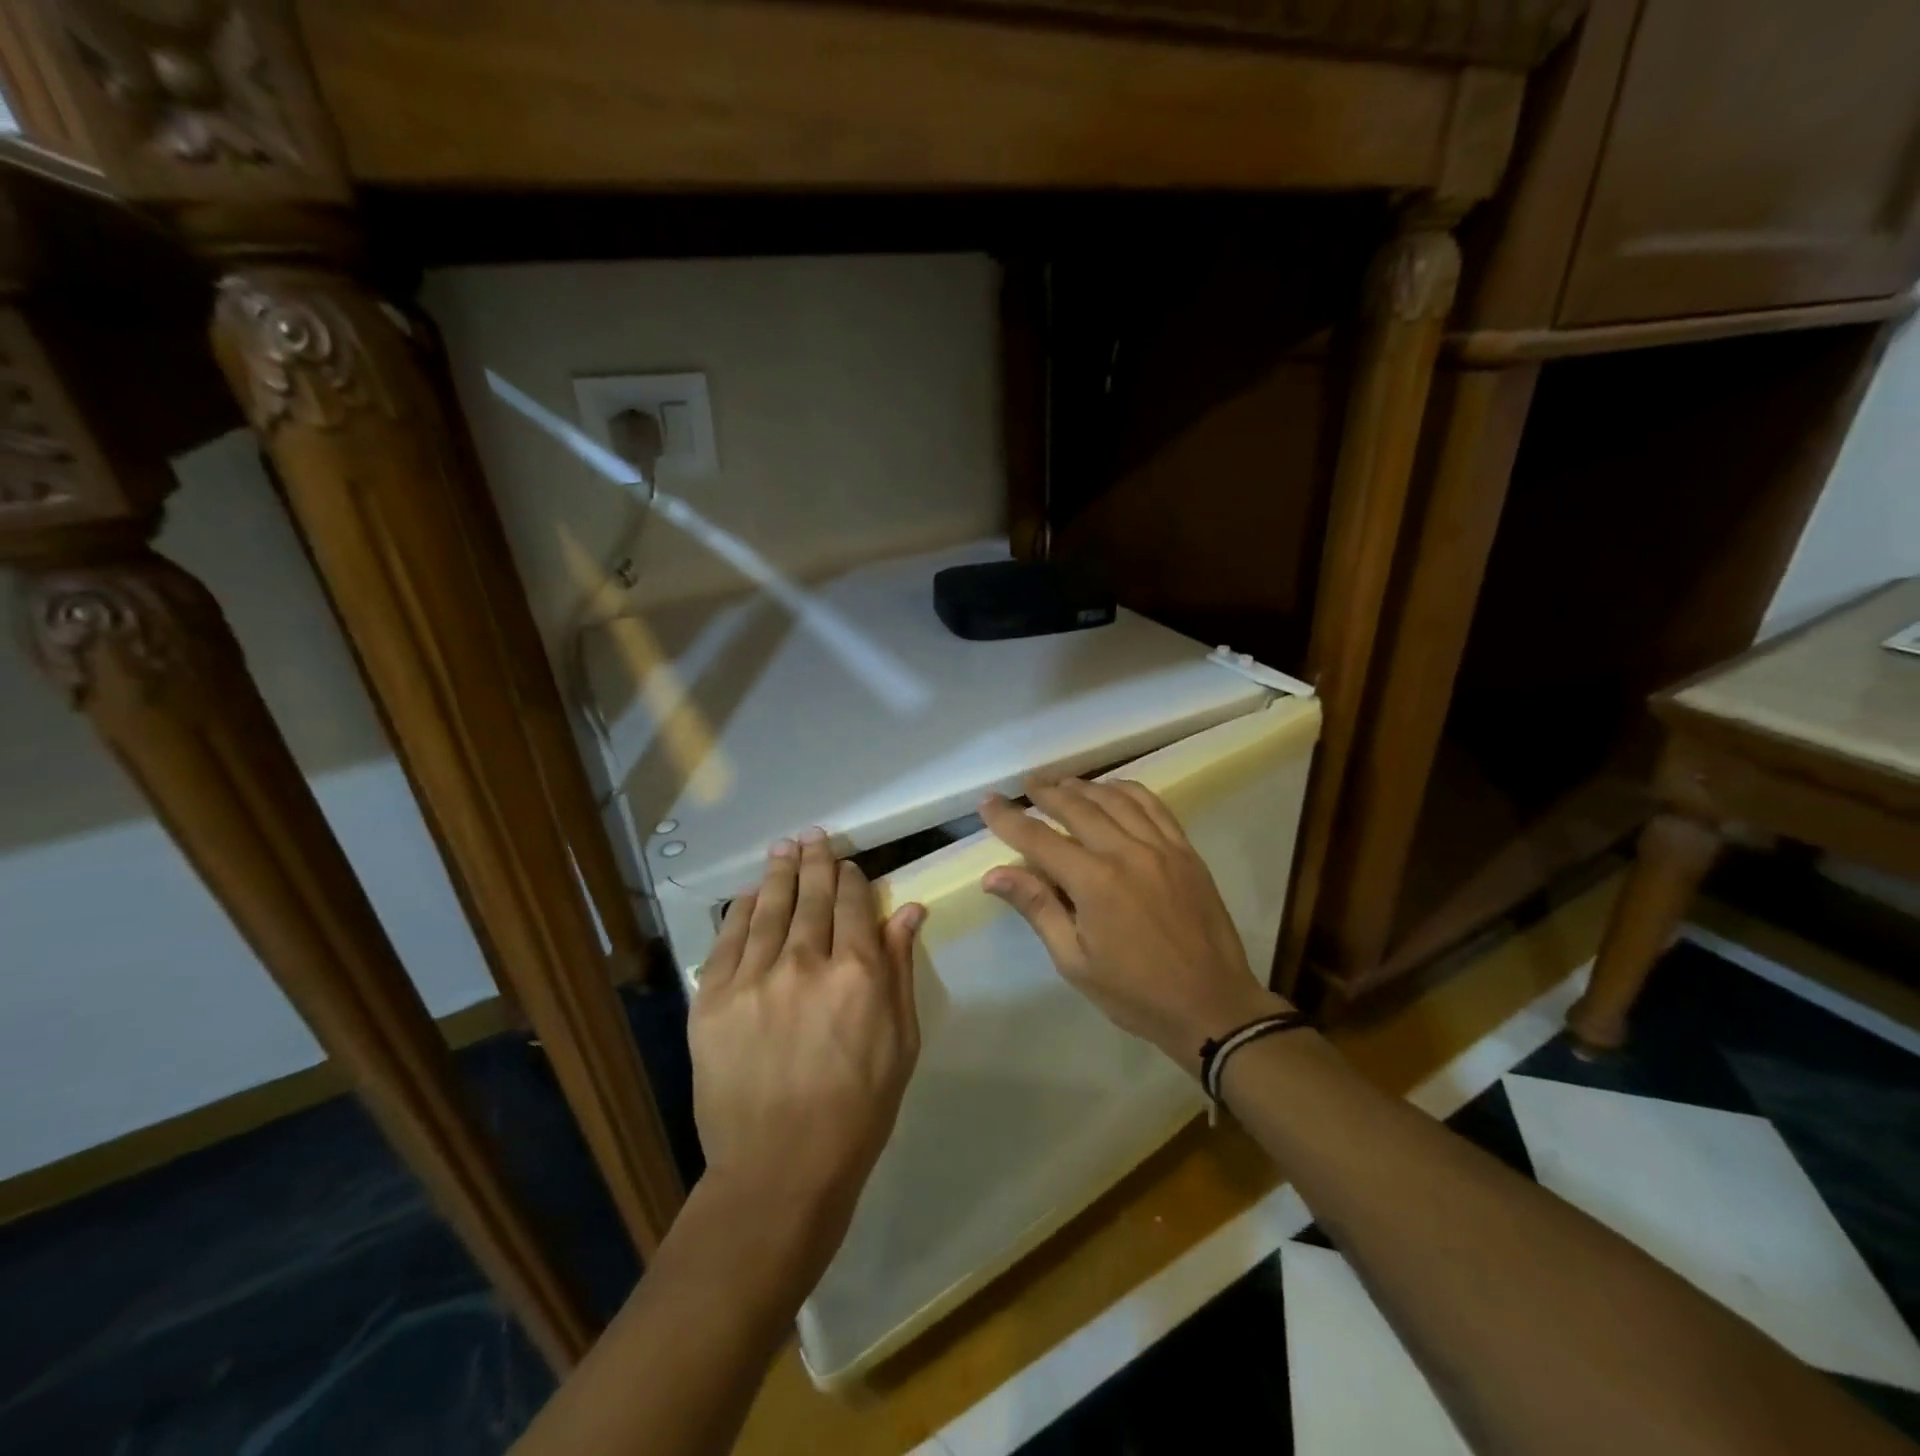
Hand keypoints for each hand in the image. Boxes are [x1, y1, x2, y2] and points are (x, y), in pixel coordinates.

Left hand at [689, 829, 925, 1248]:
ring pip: (769, 907)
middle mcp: (805, 962)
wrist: (778, 1169)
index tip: (850, 867)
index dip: (852, 879)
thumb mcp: (900, 1042)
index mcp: (858, 973)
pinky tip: (749, 893)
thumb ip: (900, 969)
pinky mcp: (710, 999)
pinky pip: (728, 938)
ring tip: (785, 848)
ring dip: (779, 873)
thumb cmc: (857, 1110)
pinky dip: (741, 909)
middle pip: (812, 896)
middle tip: (814, 837)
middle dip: (816, 862)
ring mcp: (752, 978)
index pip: (855, 904)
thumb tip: (908, 909)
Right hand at [979, 777, 1288, 1071]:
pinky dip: (1128, 790)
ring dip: (1084, 786)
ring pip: (1116, 799)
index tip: (988, 803)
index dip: (1009, 819)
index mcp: (1094, 882)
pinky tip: (1113, 789)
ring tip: (1062, 783)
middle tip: (1025, 785)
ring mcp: (1161, 847)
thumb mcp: (1075, 961)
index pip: (1039, 839)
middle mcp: (1127, 852)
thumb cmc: (1135, 993)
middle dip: (1046, 793)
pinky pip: (1154, 806)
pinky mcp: (1186, 851)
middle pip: (1078, 807)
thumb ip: (1037, 908)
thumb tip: (994, 874)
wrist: (1212, 1006)